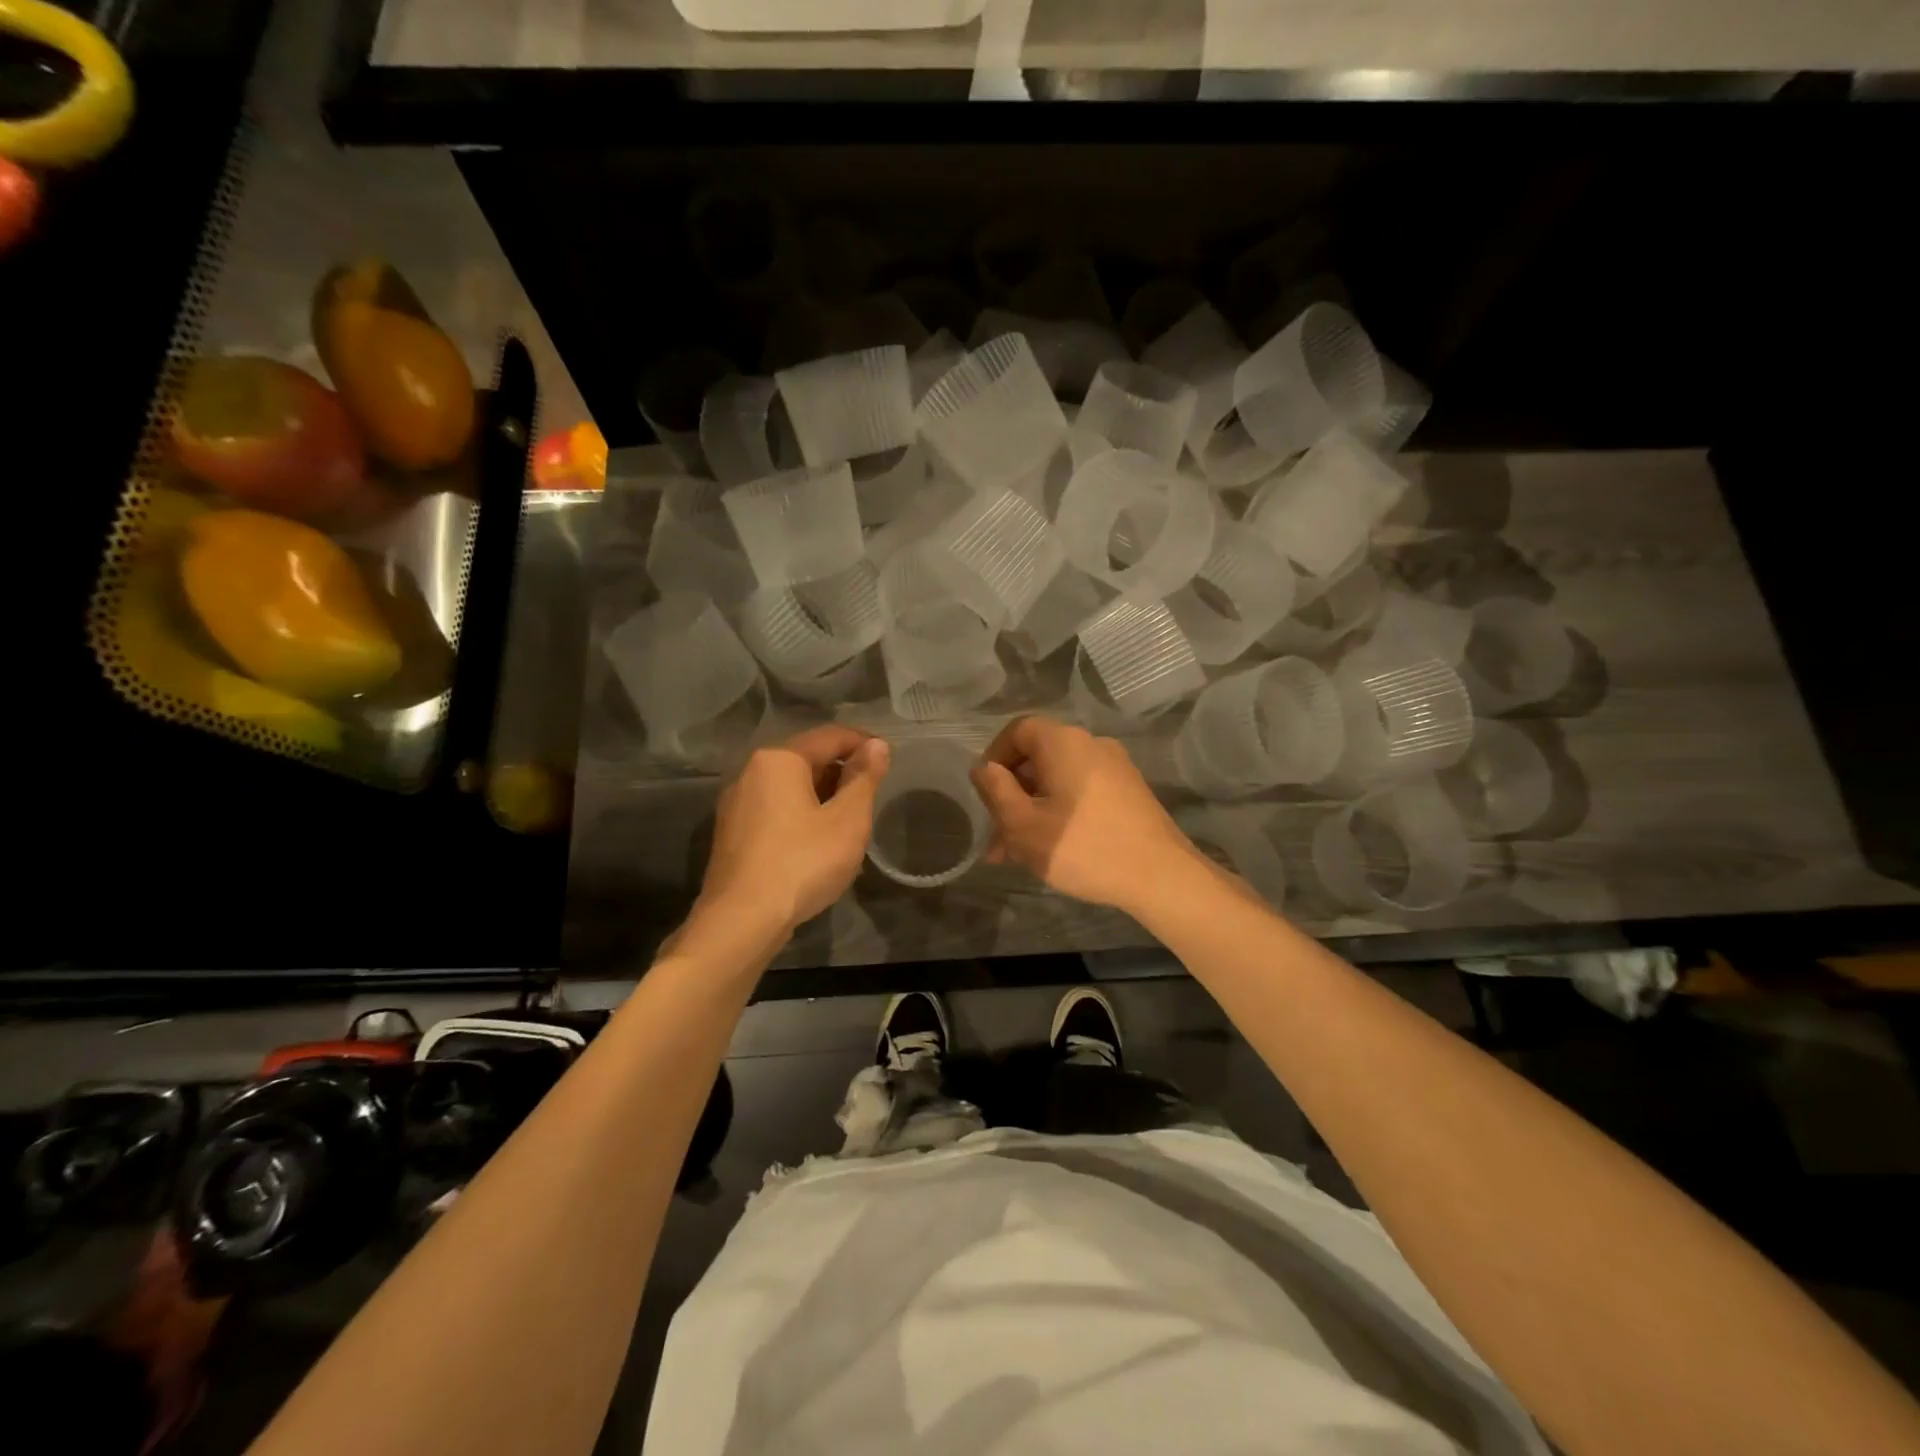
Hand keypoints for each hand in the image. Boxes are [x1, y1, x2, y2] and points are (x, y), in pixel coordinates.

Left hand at [698, 725, 890, 934]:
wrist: (742, 921)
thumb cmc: (802, 862)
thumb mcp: (848, 820)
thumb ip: (864, 778)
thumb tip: (877, 745)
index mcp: (779, 759)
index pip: (830, 736)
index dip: (863, 744)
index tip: (888, 759)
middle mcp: (751, 771)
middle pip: (807, 759)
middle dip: (841, 771)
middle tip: (871, 795)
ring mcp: (736, 804)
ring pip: (789, 787)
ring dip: (822, 795)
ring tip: (849, 820)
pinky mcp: (732, 834)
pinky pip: (774, 809)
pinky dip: (800, 814)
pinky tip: (817, 842)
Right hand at [970, 715, 1201, 912]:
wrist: (1160, 876)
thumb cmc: (1083, 847)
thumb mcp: (1023, 824)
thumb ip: (995, 791)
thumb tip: (983, 768)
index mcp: (1063, 742)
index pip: (1018, 730)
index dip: (994, 757)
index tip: (984, 793)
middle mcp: (1091, 744)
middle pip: (1038, 757)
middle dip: (1012, 794)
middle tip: (996, 836)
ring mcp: (1115, 768)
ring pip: (1059, 780)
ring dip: (1033, 810)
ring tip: (1016, 854)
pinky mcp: (1129, 792)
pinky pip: (1082, 793)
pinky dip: (1060, 812)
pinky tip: (1052, 849)